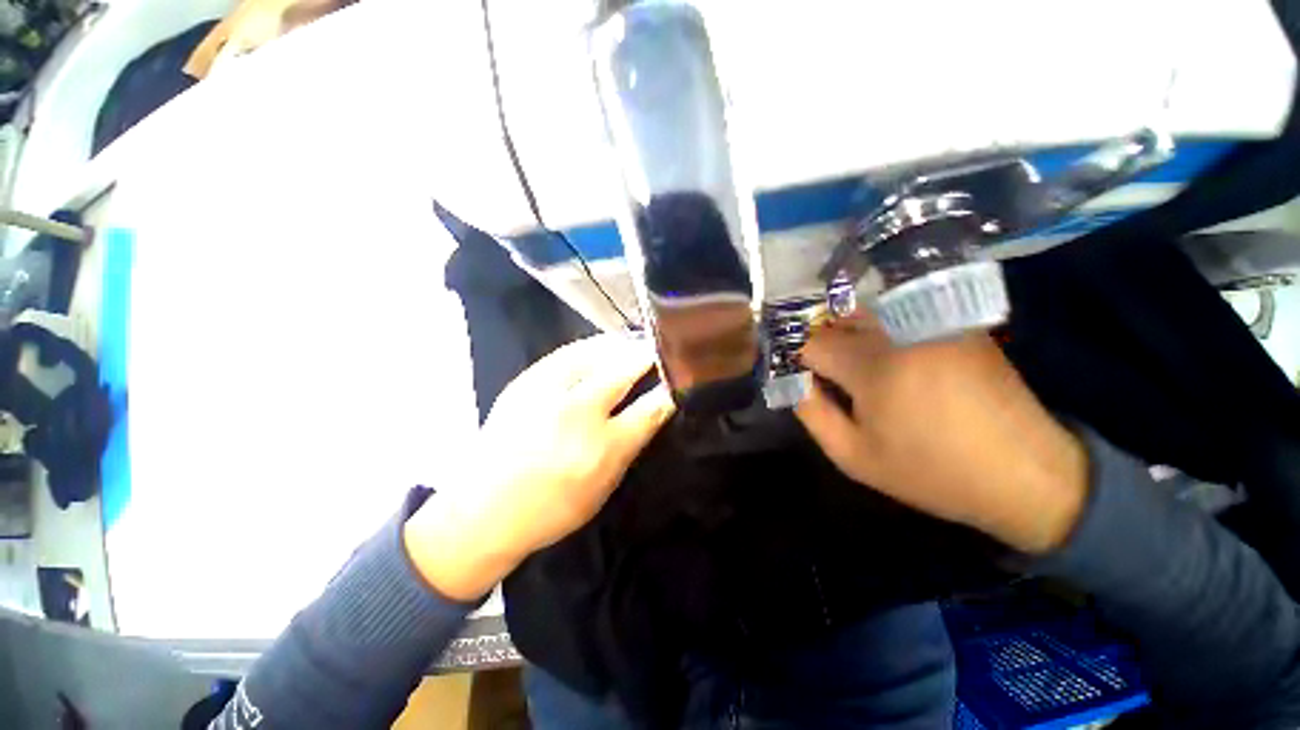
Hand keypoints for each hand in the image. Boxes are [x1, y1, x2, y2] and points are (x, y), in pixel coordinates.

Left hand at [404, 334, 675, 599]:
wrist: (483, 509)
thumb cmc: (551, 509)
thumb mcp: (603, 487)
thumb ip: (629, 445)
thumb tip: (650, 411)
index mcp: (601, 448)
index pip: (649, 409)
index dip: (669, 391)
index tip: (680, 380)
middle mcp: (577, 412)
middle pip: (624, 369)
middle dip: (648, 356)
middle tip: (661, 350)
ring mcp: (548, 391)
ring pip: (596, 351)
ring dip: (621, 345)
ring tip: (635, 343)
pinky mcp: (526, 381)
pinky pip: (568, 352)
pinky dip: (592, 346)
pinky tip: (601, 346)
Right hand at [795, 314, 1088, 554]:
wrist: (1025, 474)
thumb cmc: (931, 472)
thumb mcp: (854, 457)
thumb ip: (812, 414)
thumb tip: (796, 381)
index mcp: (874, 367)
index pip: (811, 343)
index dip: (800, 360)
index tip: (806, 380)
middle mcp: (901, 332)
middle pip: (837, 319)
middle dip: (823, 343)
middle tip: (830, 376)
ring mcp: (932, 323)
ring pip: (867, 311)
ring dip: (849, 332)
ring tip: (857, 366)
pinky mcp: (955, 324)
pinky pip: (898, 314)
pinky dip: (880, 330)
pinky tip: (893, 360)